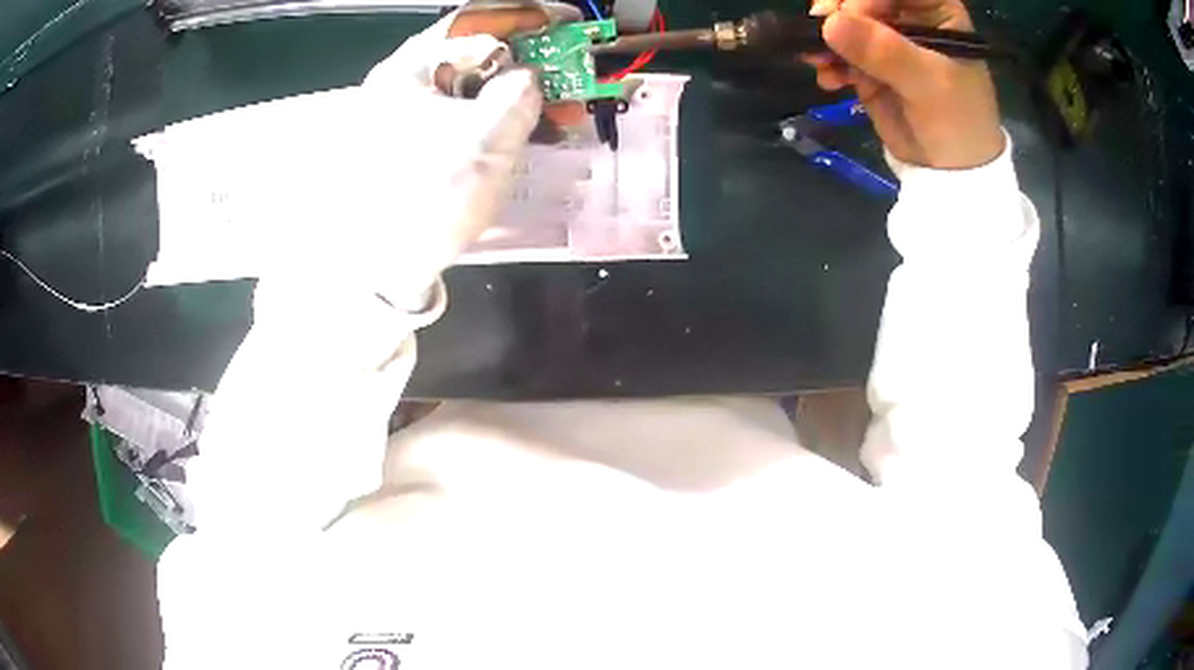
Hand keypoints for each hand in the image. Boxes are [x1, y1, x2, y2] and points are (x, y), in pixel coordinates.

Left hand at [344, 12, 540, 304]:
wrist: (382, 268)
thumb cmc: (429, 196)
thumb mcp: (487, 138)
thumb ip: (519, 93)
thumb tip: (526, 77)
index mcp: (408, 72)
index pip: (470, 23)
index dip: (521, 18)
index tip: (561, 24)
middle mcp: (401, 87)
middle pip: (470, 56)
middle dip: (524, 62)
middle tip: (564, 71)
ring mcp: (403, 118)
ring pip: (469, 90)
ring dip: (514, 95)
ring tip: (556, 110)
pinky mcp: (412, 147)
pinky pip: (460, 118)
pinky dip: (494, 120)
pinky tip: (522, 132)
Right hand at [806, 0, 1004, 169]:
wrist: (951, 172)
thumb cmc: (958, 123)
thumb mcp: (929, 84)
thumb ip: (885, 51)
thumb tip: (829, 23)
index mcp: (934, 11)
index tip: (851, 14)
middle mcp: (907, 17)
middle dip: (839, 11)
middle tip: (822, 31)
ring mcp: (885, 39)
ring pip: (844, 20)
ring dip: (825, 38)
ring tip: (820, 62)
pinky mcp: (867, 63)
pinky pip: (837, 50)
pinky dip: (827, 62)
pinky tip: (829, 80)